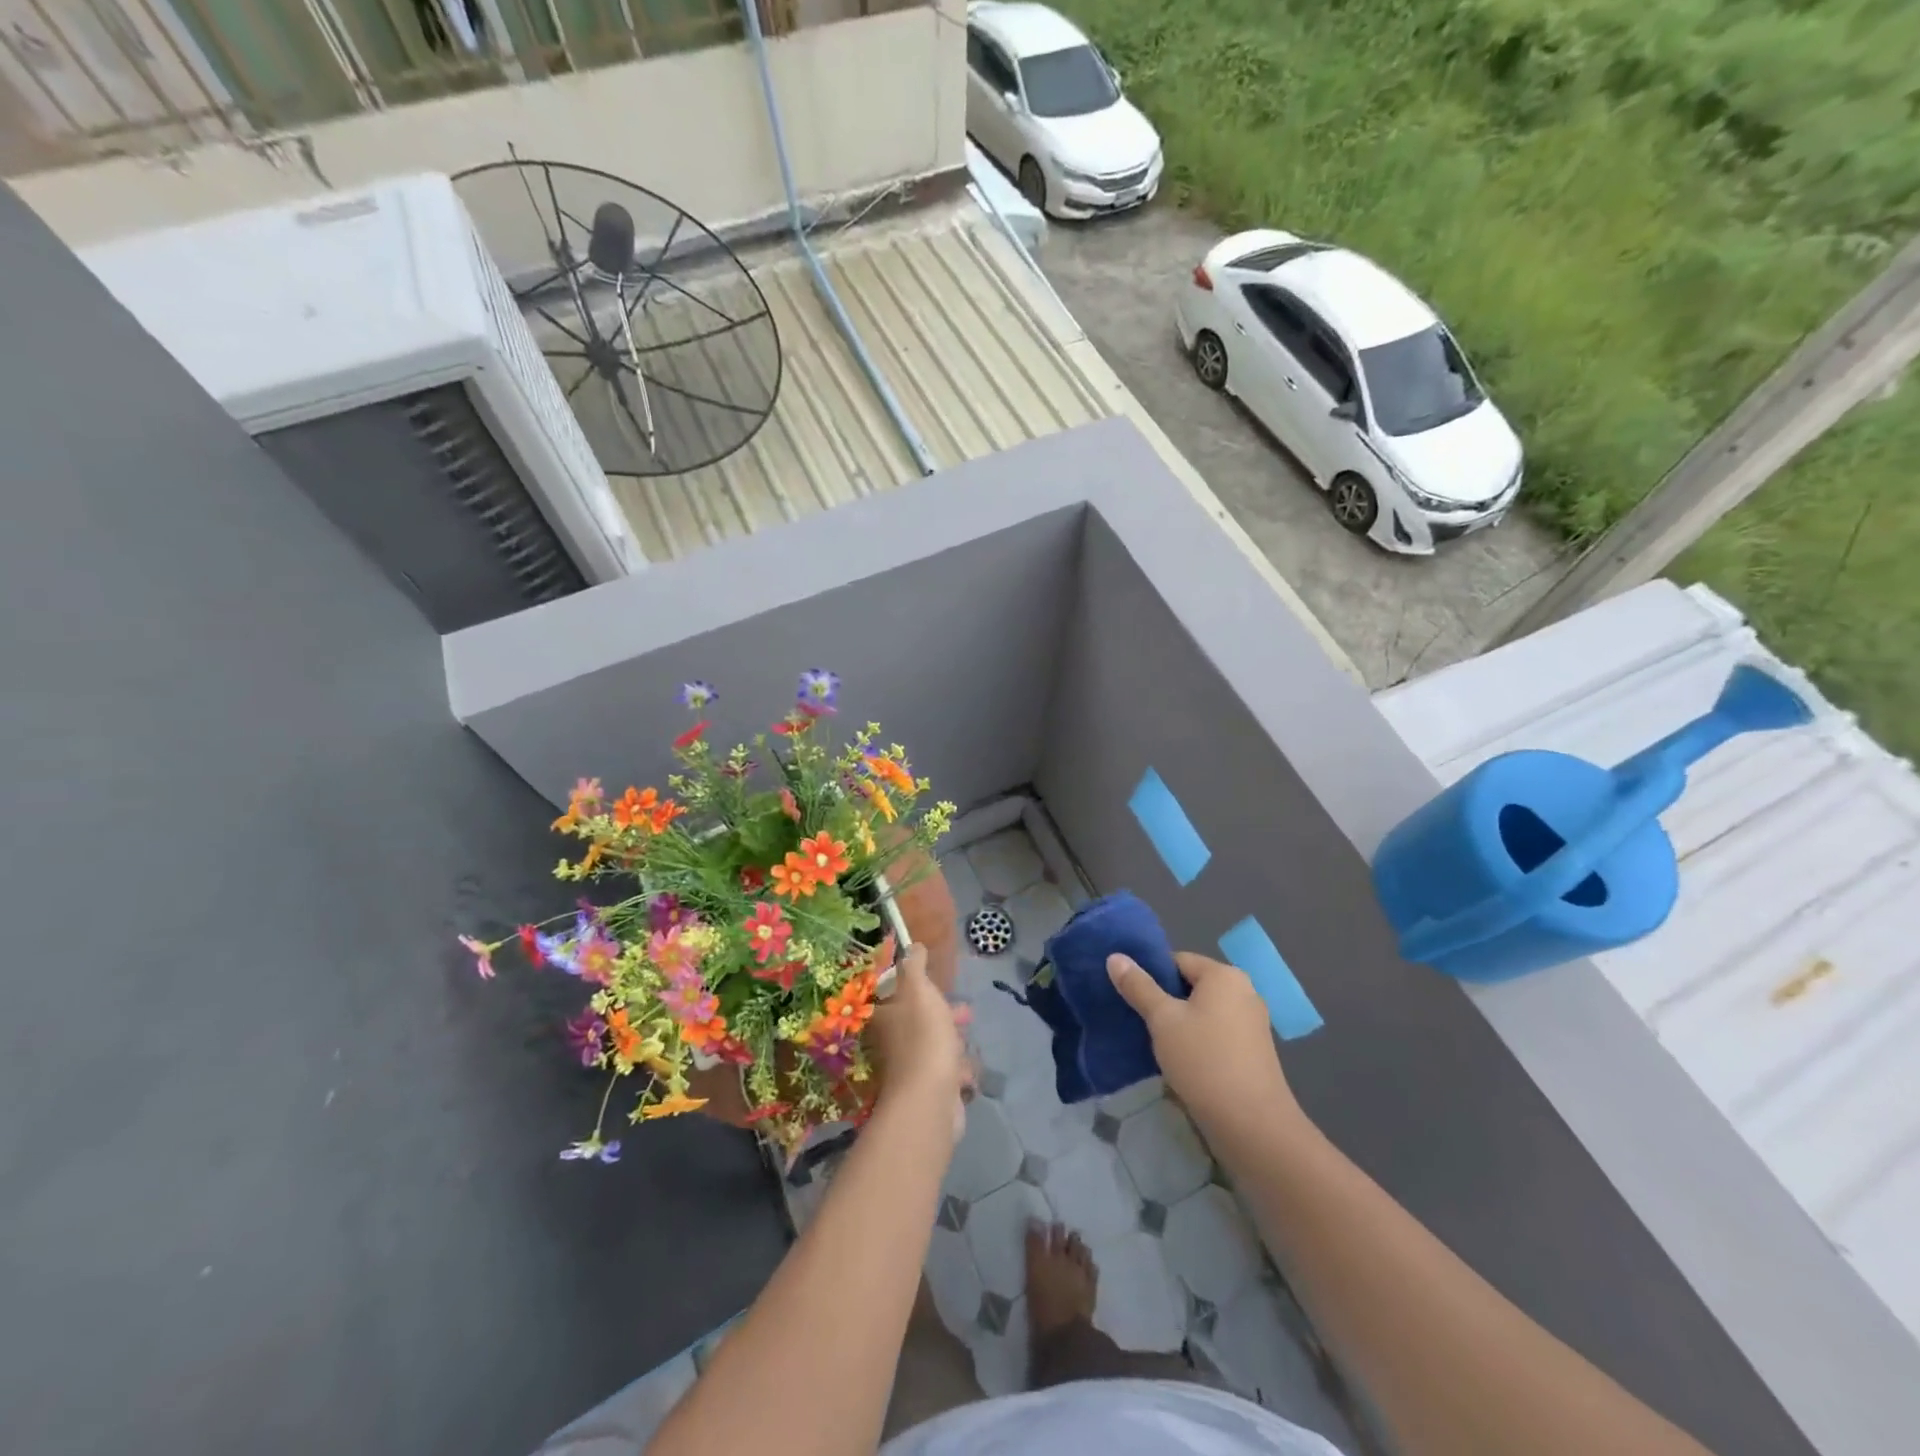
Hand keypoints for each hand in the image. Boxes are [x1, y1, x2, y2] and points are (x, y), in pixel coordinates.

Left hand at [868, 943, 971, 1143]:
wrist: (930, 1099)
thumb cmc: (924, 1036)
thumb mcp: (919, 991)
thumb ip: (915, 967)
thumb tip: (912, 945)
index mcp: (885, 1017)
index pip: (895, 996)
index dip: (917, 987)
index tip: (938, 984)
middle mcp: (892, 1043)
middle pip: (919, 1021)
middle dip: (944, 1014)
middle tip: (965, 1012)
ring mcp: (910, 1069)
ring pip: (934, 1046)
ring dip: (953, 1041)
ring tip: (969, 1041)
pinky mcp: (928, 1091)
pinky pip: (945, 1073)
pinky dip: (957, 1069)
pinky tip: (967, 1071)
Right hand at [1107, 950, 1306, 1141]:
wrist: (1252, 1124)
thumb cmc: (1203, 1060)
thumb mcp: (1162, 1020)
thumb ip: (1138, 986)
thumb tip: (1115, 957)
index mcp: (1224, 975)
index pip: (1178, 960)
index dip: (1152, 976)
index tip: (1133, 999)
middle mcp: (1244, 991)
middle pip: (1192, 985)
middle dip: (1166, 1002)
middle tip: (1141, 1022)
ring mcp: (1253, 1022)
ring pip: (1205, 1012)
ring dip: (1181, 1024)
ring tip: (1157, 1044)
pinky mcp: (1255, 1051)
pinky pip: (1218, 1033)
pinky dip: (1199, 1041)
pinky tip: (1183, 1062)